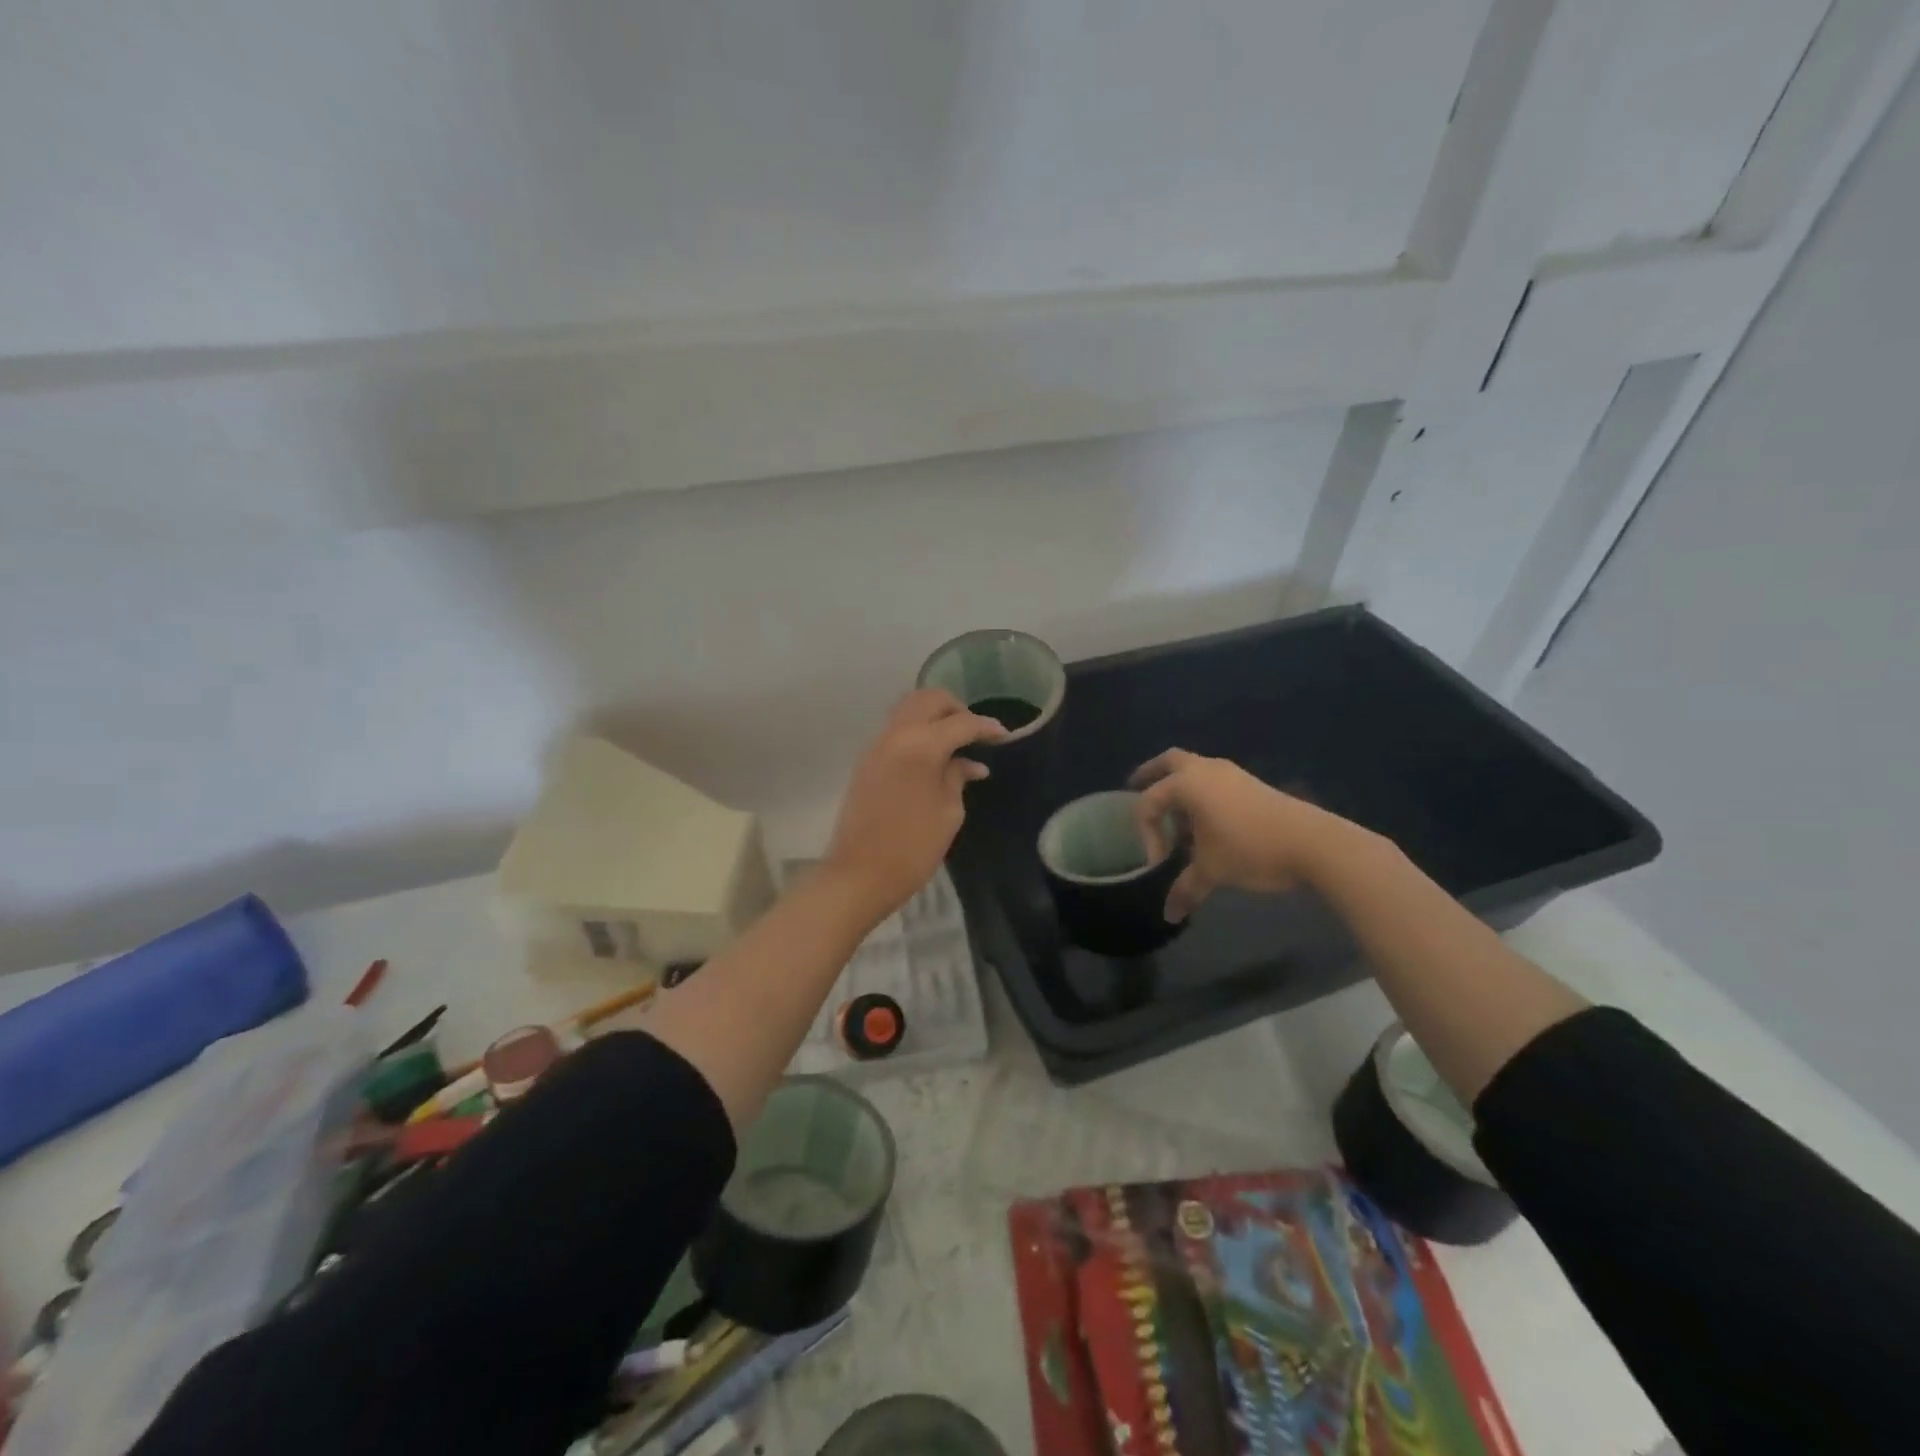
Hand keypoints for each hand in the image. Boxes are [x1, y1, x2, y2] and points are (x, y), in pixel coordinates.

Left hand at [824, 689, 1006, 919]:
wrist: (859, 875)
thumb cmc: (913, 848)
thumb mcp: (948, 813)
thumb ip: (957, 777)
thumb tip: (970, 763)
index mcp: (921, 746)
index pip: (961, 722)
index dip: (986, 727)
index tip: (1005, 736)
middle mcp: (896, 735)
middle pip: (928, 700)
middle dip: (956, 709)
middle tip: (974, 733)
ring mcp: (876, 746)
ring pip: (908, 709)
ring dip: (934, 717)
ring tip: (955, 742)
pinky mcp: (866, 761)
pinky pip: (896, 730)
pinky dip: (917, 731)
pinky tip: (934, 757)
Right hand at [1130, 748, 1346, 921]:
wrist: (1312, 843)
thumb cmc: (1250, 850)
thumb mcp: (1212, 871)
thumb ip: (1186, 889)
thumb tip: (1168, 915)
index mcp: (1187, 784)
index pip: (1150, 803)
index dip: (1147, 834)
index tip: (1158, 864)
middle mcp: (1205, 770)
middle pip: (1168, 762)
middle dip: (1150, 775)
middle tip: (1135, 789)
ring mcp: (1232, 773)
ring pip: (1194, 769)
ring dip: (1179, 787)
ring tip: (1175, 817)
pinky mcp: (1251, 784)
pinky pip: (1214, 780)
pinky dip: (1201, 793)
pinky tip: (1206, 822)